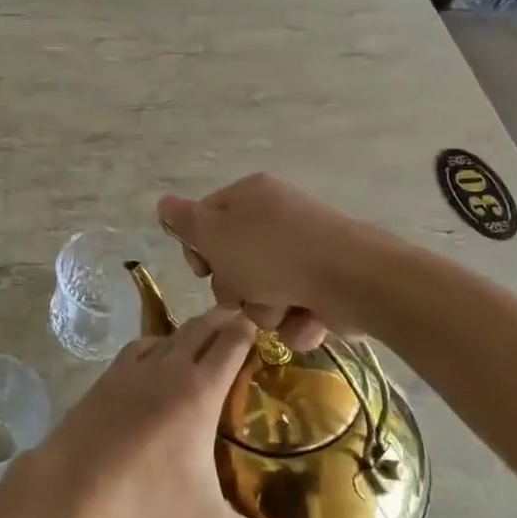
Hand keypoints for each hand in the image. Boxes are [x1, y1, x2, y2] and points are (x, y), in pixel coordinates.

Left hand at [47, 307, 299, 517]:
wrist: (78, 480)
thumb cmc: (149, 495)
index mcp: (201, 389)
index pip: (232, 343)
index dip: (249, 328)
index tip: (263, 323)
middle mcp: (171, 366)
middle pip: (203, 326)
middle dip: (225, 319)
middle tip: (242, 318)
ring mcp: (136, 366)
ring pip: (171, 332)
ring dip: (191, 330)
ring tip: (203, 337)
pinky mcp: (110, 374)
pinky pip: (141, 346)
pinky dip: (157, 344)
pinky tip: (157, 357)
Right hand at [158, 174, 372, 351]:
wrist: (353, 280)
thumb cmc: (273, 253)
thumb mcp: (215, 234)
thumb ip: (184, 221)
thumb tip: (163, 203)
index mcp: (250, 197)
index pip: (206, 220)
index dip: (198, 250)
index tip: (203, 270)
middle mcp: (277, 219)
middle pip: (233, 262)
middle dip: (235, 288)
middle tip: (244, 292)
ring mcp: (304, 252)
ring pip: (262, 293)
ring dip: (265, 310)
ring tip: (282, 308)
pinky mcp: (326, 284)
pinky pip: (294, 309)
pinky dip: (296, 320)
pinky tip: (306, 318)